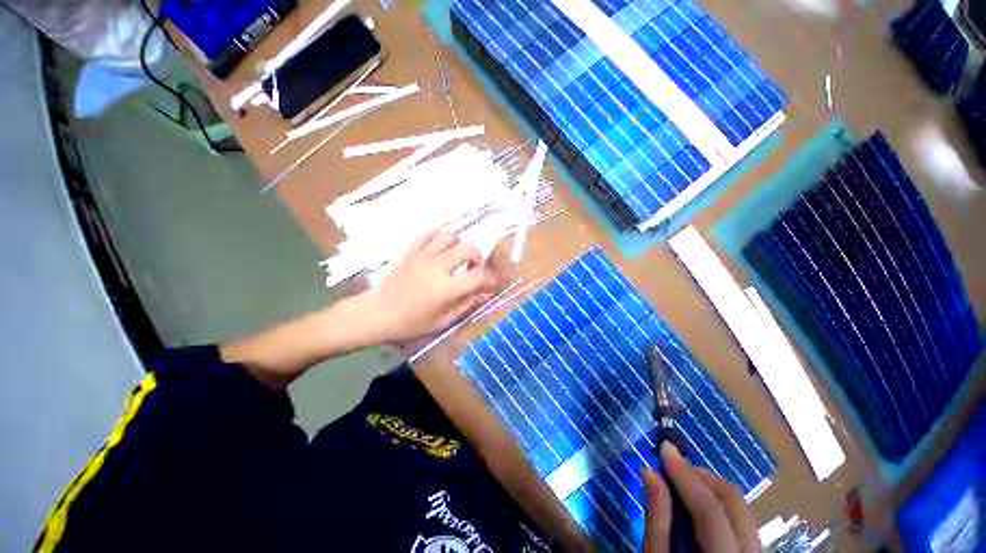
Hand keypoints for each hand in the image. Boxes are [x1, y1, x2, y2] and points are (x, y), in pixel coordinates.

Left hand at [358, 229, 498, 343]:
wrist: (377, 313)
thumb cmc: (411, 323)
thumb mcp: (443, 320)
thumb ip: (467, 303)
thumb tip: (486, 292)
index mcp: (446, 288)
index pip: (479, 275)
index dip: (490, 278)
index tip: (490, 284)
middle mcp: (437, 267)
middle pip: (468, 248)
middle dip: (478, 258)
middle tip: (473, 269)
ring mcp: (422, 255)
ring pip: (450, 235)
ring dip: (459, 245)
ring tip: (455, 257)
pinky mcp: (411, 250)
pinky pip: (429, 233)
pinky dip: (439, 236)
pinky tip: (440, 248)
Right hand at [642, 443, 758, 552]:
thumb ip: (657, 521)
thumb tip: (650, 472)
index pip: (710, 513)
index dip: (686, 476)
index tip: (664, 449)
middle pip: (736, 505)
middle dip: (702, 476)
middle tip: (673, 463)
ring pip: (744, 510)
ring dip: (711, 487)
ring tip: (683, 480)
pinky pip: (743, 521)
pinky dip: (720, 503)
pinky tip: (699, 503)